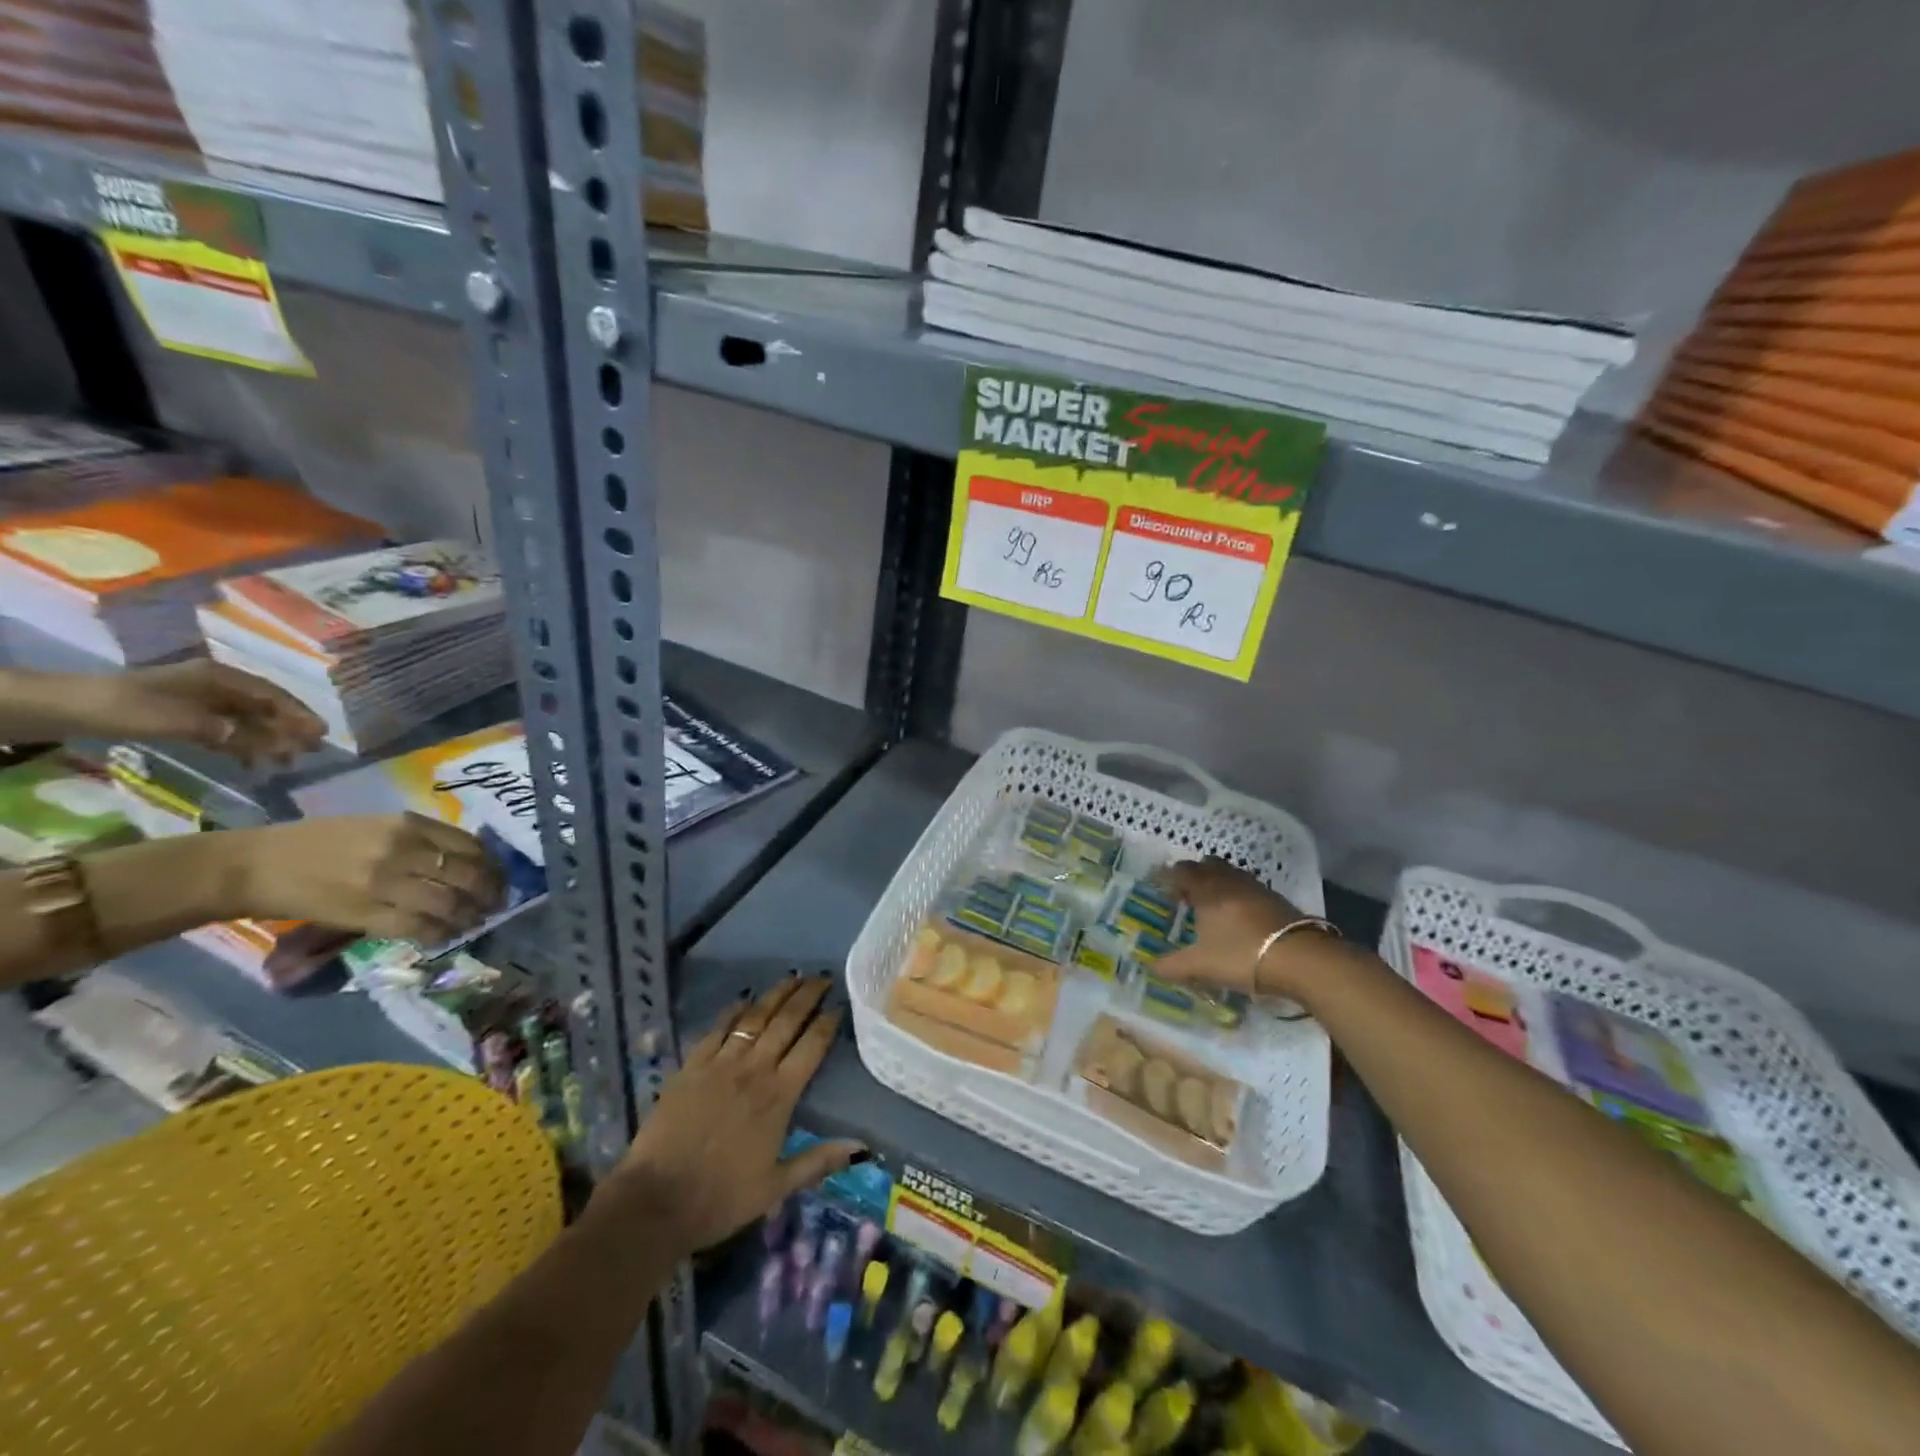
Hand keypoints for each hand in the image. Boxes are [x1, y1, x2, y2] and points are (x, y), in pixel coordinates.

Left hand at [69, 660, 324, 764]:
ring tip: (286, 760)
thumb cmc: (123, 707)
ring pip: (247, 720)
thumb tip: (265, 741)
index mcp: (219, 678)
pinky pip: (227, 730)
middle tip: (312, 749)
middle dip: (289, 727)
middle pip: (263, 707)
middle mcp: (216, 686)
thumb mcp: (173, 719)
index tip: (321, 732)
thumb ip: (223, 730)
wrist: (62, 708)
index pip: (271, 695)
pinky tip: (252, 761)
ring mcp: (200, 701)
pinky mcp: (185, 717)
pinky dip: (244, 745)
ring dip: (269, 739)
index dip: (298, 713)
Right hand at [219, 813, 503, 942]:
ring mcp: (385, 884)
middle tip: (496, 904)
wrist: (254, 866)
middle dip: (489, 892)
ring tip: (475, 922)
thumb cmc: (317, 842)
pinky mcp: (365, 915)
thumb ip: (421, 839)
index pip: (469, 846)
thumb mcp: (377, 826)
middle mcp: (403, 850)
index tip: (499, 877)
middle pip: (467, 875)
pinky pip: (418, 927)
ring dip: (469, 916)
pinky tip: (445, 936)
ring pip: (448, 904)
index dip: (492, 865)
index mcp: (407, 824)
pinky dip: (440, 933)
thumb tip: (465, 860)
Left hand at [605, 976, 863, 1255]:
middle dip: (807, 996)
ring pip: (755, 1017)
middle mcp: (754, 1069)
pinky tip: (744, 999)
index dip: (827, 1022)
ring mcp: (721, 1063)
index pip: (812, 1046)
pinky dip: (734, 1010)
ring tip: (792, 977)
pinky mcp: (691, 1065)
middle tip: (822, 977)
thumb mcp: (776, 1187)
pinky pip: (718, 1028)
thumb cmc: (721, 1197)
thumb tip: (863, 1149)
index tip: (840, 1005)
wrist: (655, 1202)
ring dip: (776, 994)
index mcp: (779, 1095)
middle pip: (786, 1021)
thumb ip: (819, 1161)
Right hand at [1154, 856, 1314, 996]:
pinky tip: (1238, 916)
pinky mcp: (1276, 900)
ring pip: (1230, 874)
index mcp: (1206, 890)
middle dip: (1194, 875)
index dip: (1169, 878)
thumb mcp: (1201, 966)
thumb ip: (1173, 966)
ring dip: (1218, 883)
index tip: (1161, 890)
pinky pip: (1248, 888)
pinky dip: (1237, 895)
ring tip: (1211, 905)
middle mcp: (1229, 881)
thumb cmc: (1242, 956)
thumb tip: (1151, 967)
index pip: (1182, 872)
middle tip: (1185, 895)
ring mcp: (1256, 888)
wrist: (1301, 959)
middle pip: (1207, 866)